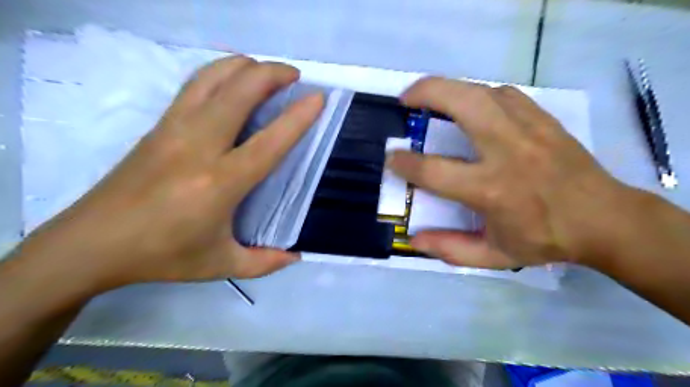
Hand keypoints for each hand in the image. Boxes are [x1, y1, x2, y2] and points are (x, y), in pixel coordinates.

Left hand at [17, 54, 324, 290]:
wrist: (91, 243)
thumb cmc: (162, 255)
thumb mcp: (221, 265)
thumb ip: (265, 262)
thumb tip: (297, 256)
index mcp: (220, 182)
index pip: (269, 141)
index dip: (297, 117)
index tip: (317, 98)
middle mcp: (199, 146)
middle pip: (239, 91)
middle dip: (272, 73)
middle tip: (295, 76)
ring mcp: (174, 129)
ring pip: (213, 78)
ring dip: (245, 66)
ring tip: (266, 70)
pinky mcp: (159, 125)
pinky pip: (195, 86)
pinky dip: (220, 73)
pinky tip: (232, 80)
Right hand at [387, 78, 635, 269]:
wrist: (605, 219)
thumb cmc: (545, 239)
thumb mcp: (495, 255)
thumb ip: (451, 248)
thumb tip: (414, 239)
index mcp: (491, 189)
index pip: (434, 170)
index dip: (405, 162)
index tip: (392, 157)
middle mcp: (506, 151)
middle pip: (461, 104)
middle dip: (426, 93)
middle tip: (405, 99)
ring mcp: (528, 129)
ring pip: (482, 91)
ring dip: (450, 88)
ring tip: (431, 96)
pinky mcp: (542, 119)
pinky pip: (503, 95)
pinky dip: (479, 95)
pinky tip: (471, 105)